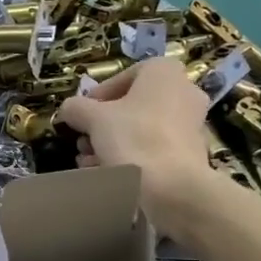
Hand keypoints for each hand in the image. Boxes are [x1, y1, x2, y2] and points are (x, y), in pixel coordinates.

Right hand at [58, 57, 214, 235]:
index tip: (81, 116)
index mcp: (164, 73)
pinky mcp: (191, 154)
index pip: (123, 77)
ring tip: (89, 163)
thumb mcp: (93, 118)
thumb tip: (68, 109)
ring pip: (142, 130)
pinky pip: (155, 150)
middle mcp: (184, 92)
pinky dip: (132, 159)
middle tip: (84, 142)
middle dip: (103, 125)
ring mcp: (191, 124)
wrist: (173, 187)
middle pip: (132, 106)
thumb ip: (76, 108)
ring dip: (112, 144)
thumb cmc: (134, 139)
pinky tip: (109, 176)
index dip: (97, 96)